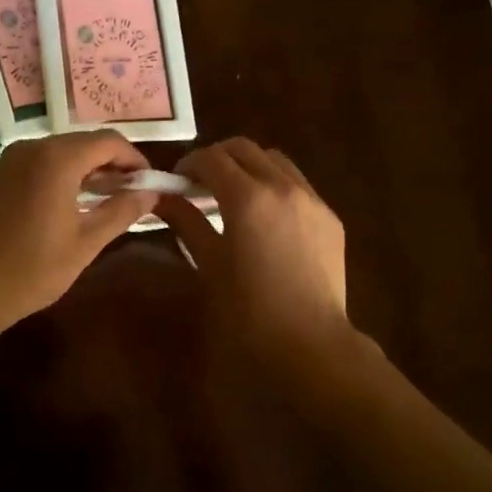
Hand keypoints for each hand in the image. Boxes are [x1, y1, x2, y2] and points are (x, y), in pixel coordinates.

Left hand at [0, 131, 158, 332]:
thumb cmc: (33, 269)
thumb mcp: (86, 242)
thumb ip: (122, 211)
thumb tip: (151, 193)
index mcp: (57, 159)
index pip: (109, 142)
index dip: (134, 159)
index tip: (149, 184)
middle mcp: (32, 148)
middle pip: (84, 143)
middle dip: (111, 164)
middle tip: (131, 194)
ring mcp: (9, 160)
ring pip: (60, 152)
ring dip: (86, 170)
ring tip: (104, 200)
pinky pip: (38, 163)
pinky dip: (60, 175)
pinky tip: (68, 203)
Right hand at [158, 138, 349, 354]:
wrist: (309, 342)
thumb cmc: (248, 309)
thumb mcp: (209, 262)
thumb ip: (186, 221)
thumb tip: (162, 198)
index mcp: (248, 197)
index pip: (212, 158)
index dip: (189, 164)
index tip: (177, 181)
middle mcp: (282, 186)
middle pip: (244, 149)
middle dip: (218, 158)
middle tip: (201, 183)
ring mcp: (312, 199)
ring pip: (275, 161)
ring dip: (249, 166)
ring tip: (234, 195)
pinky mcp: (330, 217)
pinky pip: (297, 184)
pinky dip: (274, 185)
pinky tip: (265, 217)